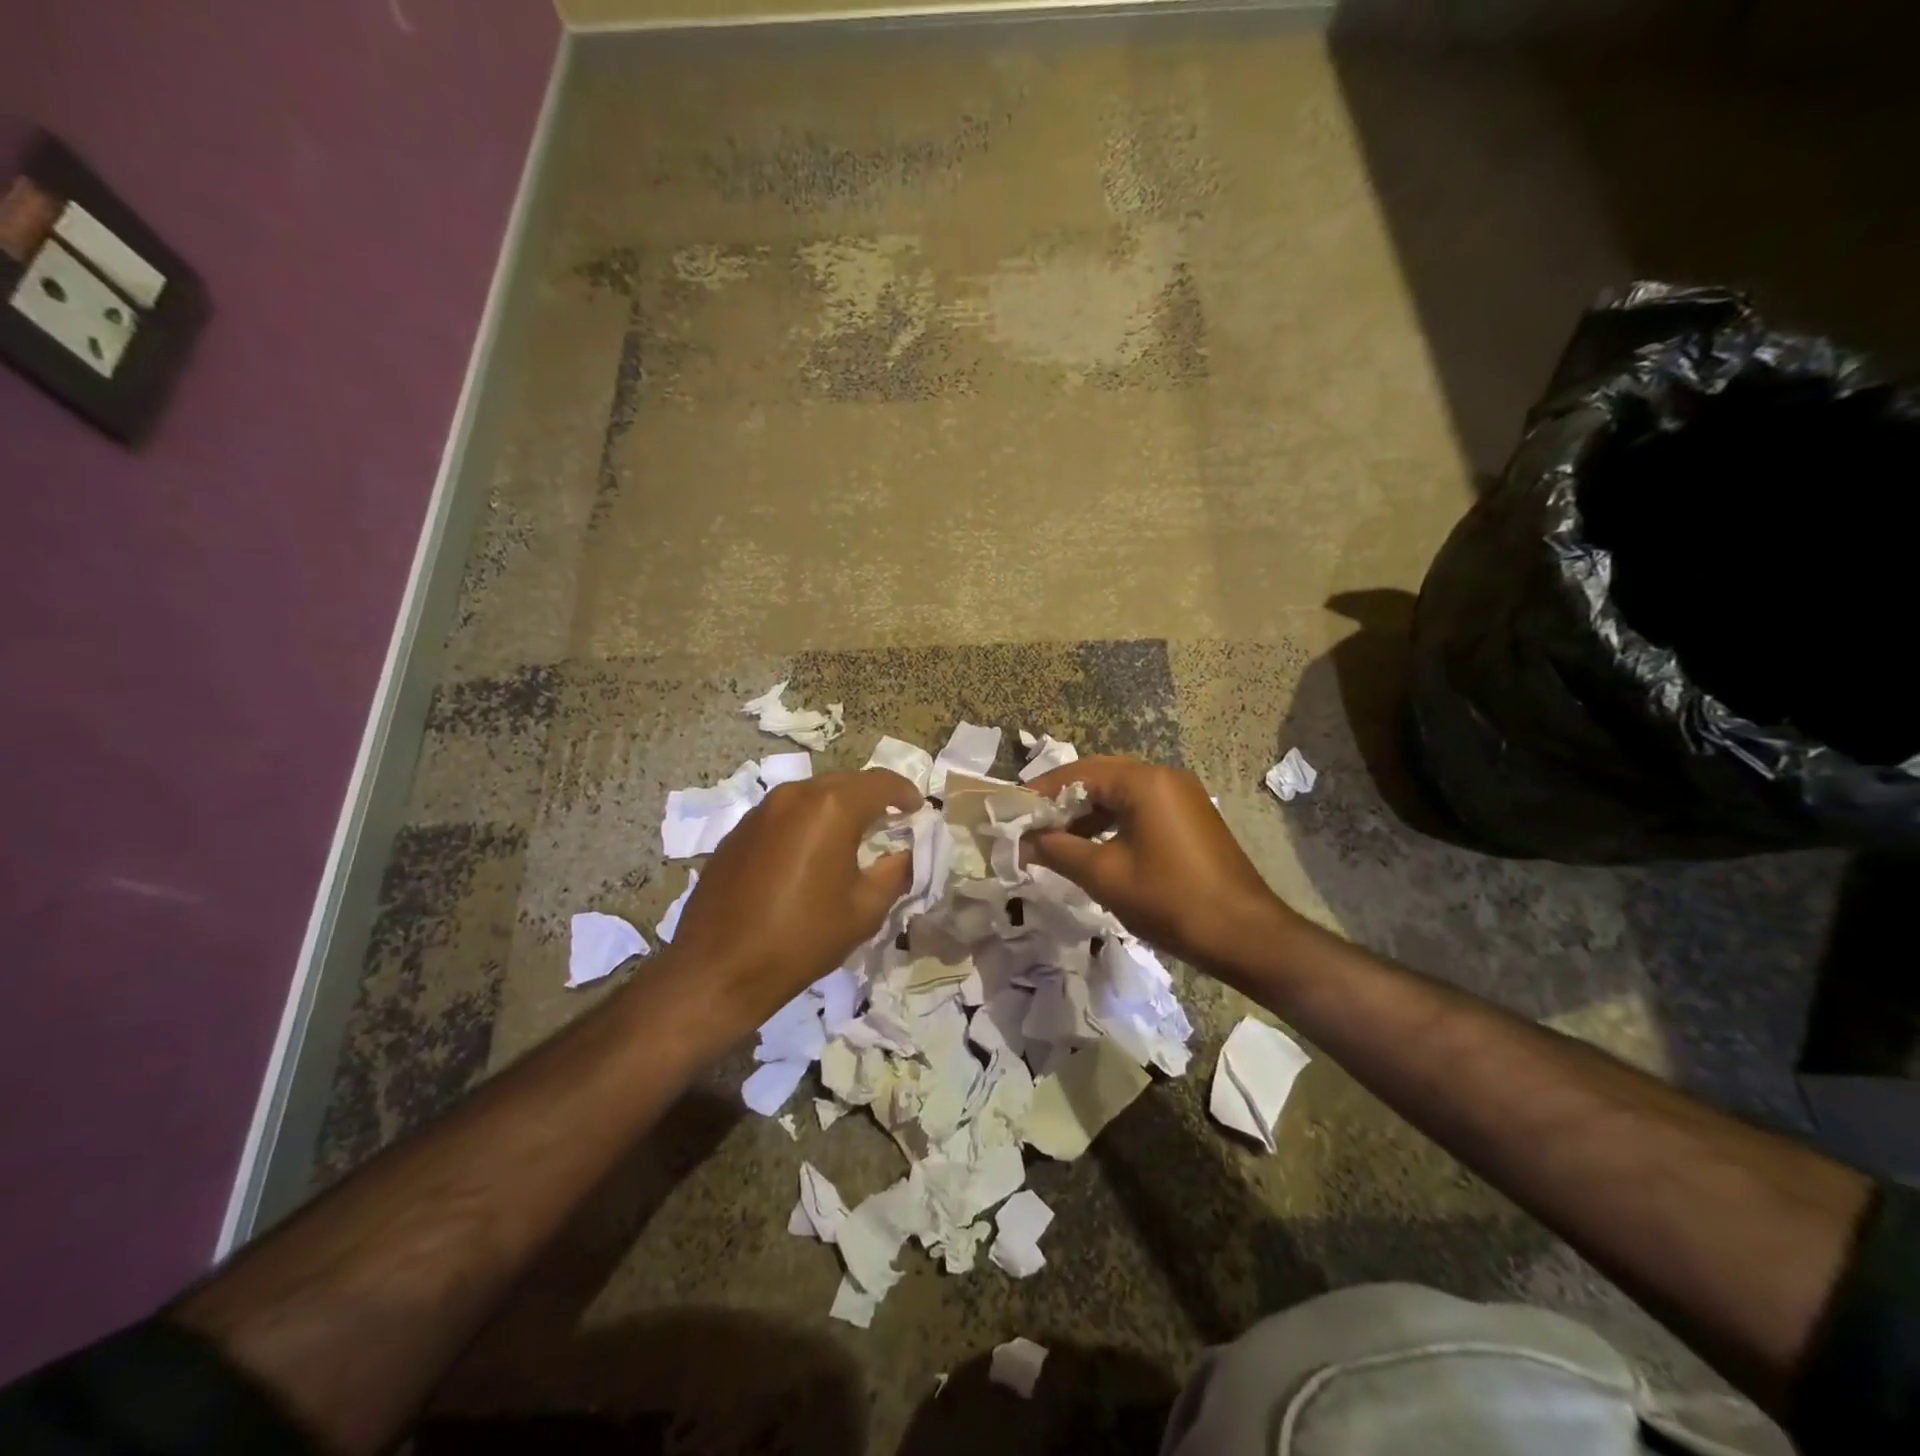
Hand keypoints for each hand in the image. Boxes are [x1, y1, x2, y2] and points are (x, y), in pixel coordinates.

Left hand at [664, 769, 918, 1031]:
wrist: (718, 969)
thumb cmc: (802, 938)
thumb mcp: (865, 910)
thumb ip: (895, 872)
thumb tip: (905, 853)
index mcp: (831, 808)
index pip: (880, 782)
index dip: (905, 792)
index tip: (918, 809)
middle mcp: (795, 795)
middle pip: (845, 783)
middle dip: (872, 798)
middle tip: (890, 822)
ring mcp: (761, 810)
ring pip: (812, 795)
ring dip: (837, 808)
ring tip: (852, 836)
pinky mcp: (738, 830)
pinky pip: (785, 813)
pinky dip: (807, 822)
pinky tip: (810, 853)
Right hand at [1024, 756, 1296, 971]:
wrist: (1245, 935)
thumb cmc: (1169, 899)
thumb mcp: (1104, 875)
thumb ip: (1058, 851)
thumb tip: (1023, 842)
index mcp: (1143, 781)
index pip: (1078, 773)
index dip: (1041, 792)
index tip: (1012, 812)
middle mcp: (1164, 777)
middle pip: (1099, 777)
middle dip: (1062, 801)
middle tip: (1031, 825)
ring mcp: (1182, 797)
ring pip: (1120, 794)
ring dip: (1087, 813)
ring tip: (1056, 840)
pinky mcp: (1191, 818)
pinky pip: (1141, 809)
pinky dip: (1112, 823)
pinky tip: (1093, 848)